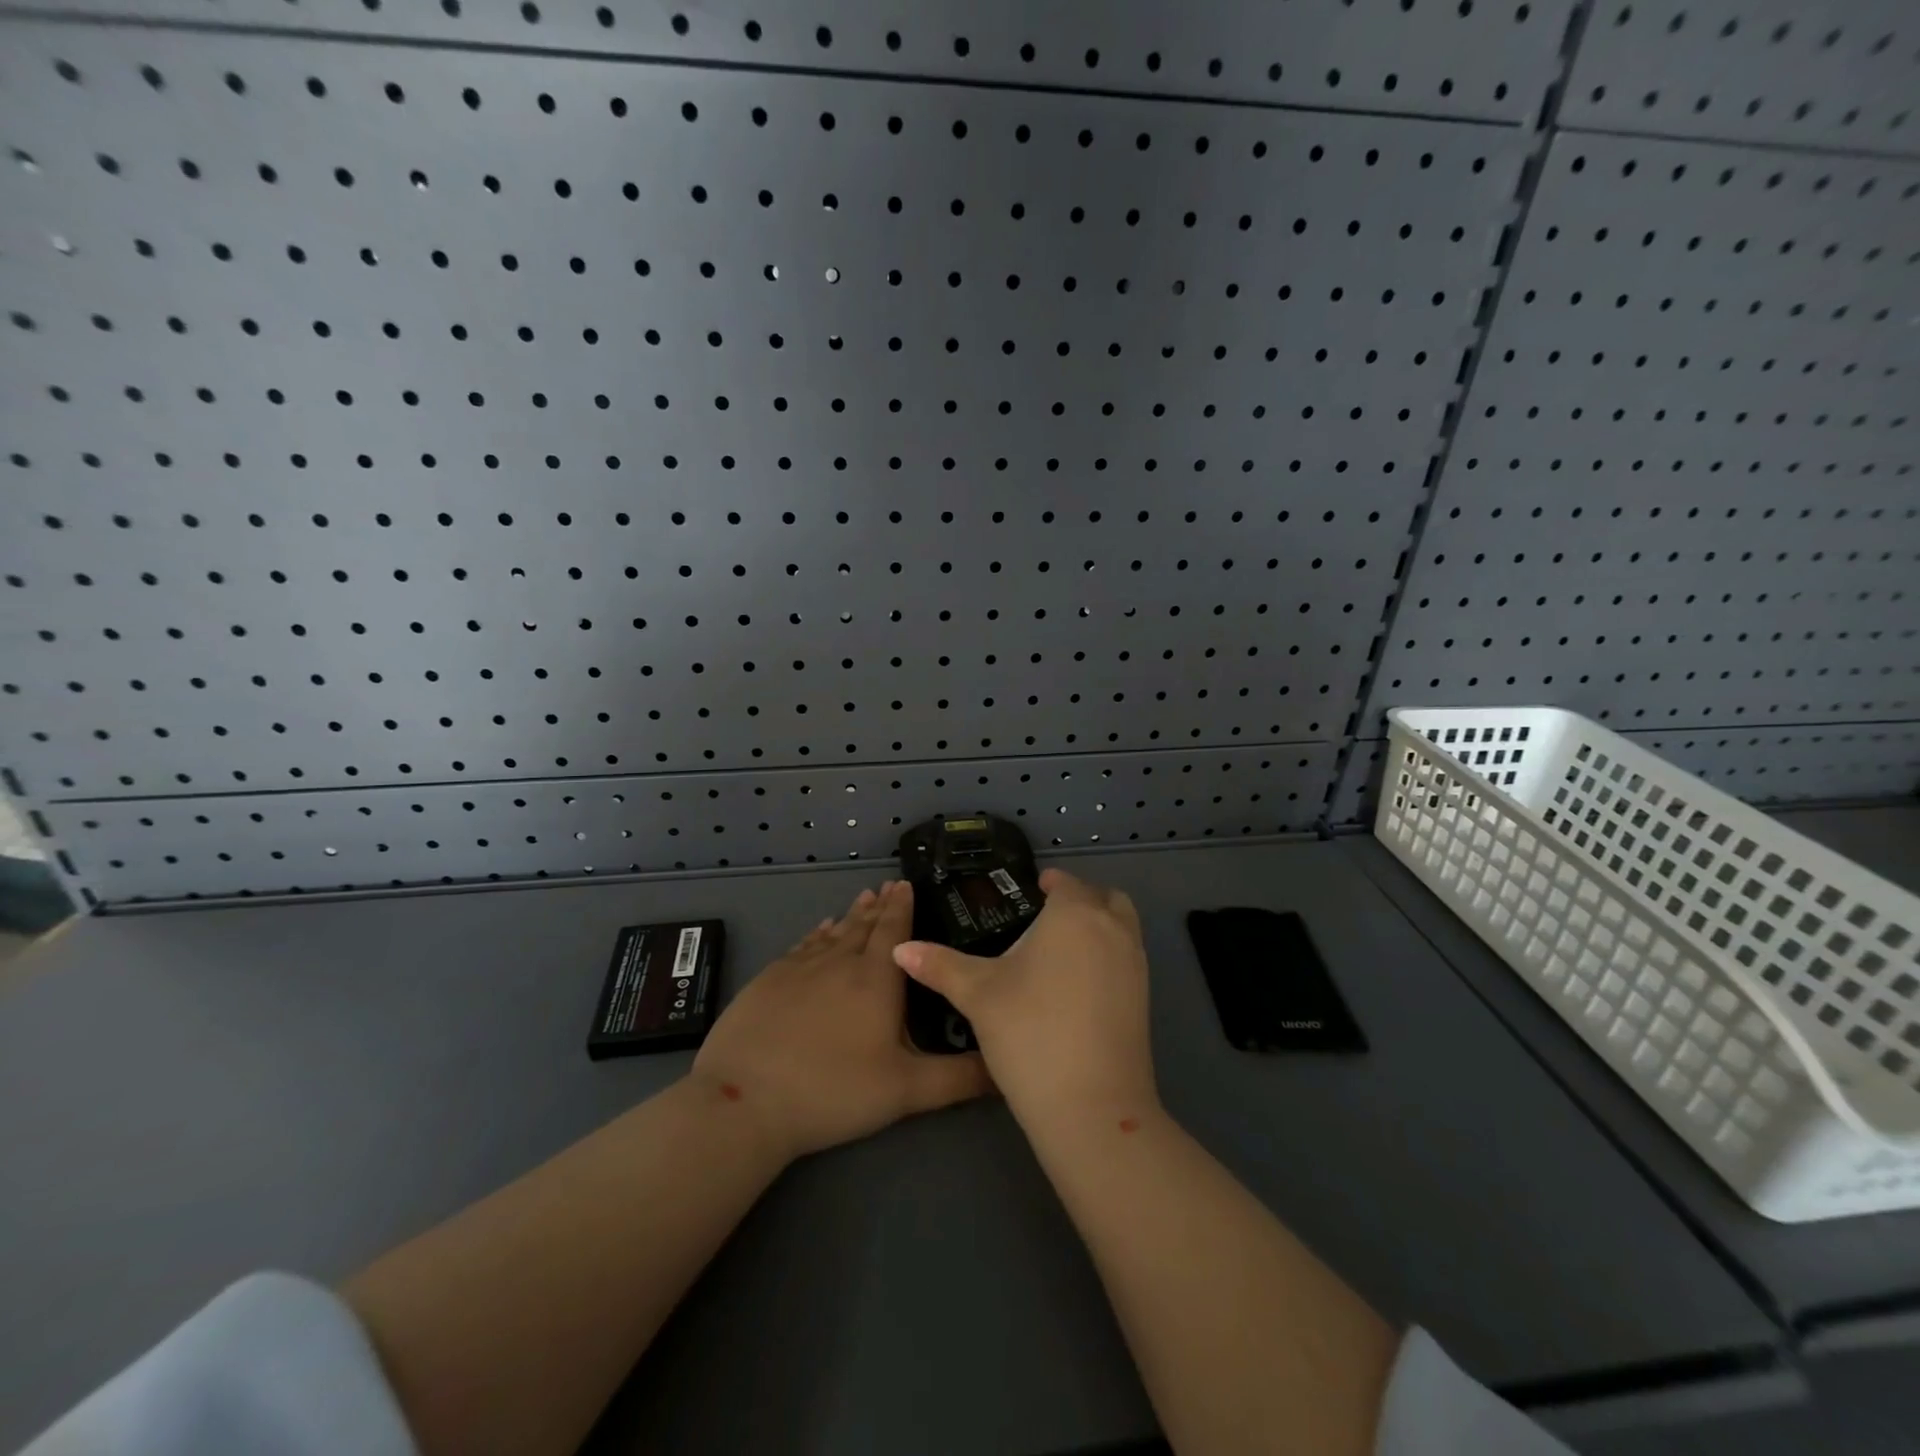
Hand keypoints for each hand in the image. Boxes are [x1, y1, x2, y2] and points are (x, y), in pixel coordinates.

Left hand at [692, 881, 991, 1160]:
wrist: (746, 1099)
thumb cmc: (834, 1091)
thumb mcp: (907, 1091)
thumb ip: (959, 1078)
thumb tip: (1006, 1068)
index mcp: (876, 980)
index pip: (893, 931)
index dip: (902, 906)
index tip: (906, 883)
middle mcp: (840, 962)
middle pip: (863, 925)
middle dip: (879, 905)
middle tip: (887, 884)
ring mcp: (800, 968)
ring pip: (833, 932)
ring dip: (850, 915)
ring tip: (862, 897)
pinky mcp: (768, 980)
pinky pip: (802, 946)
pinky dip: (817, 934)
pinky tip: (820, 931)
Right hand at [892, 869, 1156, 1134]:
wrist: (1092, 1107)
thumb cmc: (1030, 1032)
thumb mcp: (978, 994)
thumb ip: (940, 965)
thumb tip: (900, 949)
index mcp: (1075, 914)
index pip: (1065, 882)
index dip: (1047, 883)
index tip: (1026, 893)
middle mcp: (1113, 929)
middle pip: (1104, 897)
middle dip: (1079, 899)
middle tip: (1045, 918)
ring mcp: (1136, 965)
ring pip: (1121, 927)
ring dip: (1098, 926)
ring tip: (1058, 952)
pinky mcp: (1145, 999)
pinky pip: (1127, 958)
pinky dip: (1107, 956)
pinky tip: (1074, 987)